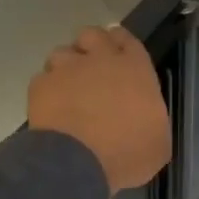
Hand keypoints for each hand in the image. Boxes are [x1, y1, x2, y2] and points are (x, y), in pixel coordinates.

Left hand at [27, 26, 171, 193]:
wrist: (78, 164)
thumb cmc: (128, 153)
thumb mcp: (158, 142)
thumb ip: (151, 119)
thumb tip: (145, 120)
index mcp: (135, 69)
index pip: (127, 40)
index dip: (122, 45)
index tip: (119, 54)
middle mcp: (100, 60)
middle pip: (92, 35)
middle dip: (91, 46)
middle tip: (92, 67)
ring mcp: (67, 70)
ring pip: (63, 52)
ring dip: (66, 66)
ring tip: (68, 87)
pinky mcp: (40, 86)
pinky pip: (43, 79)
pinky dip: (47, 90)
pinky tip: (51, 107)